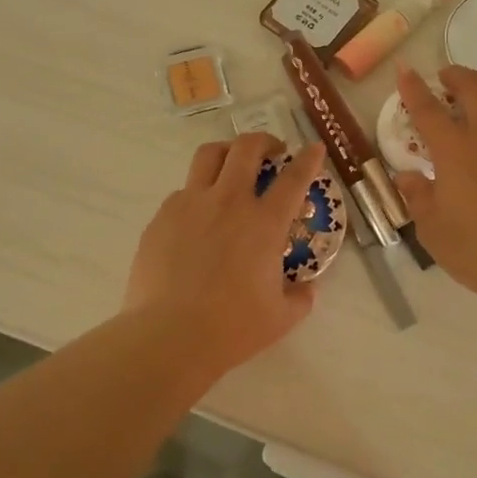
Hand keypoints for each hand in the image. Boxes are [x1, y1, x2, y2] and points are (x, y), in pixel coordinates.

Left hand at [123, 134, 328, 374]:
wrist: (169, 336)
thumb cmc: (232, 328)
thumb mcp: (280, 317)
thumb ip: (300, 298)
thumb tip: (307, 288)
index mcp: (264, 223)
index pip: (294, 178)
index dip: (308, 159)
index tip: (314, 148)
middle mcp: (229, 202)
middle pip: (246, 148)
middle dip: (264, 141)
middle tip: (271, 152)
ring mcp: (191, 204)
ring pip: (209, 155)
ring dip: (227, 153)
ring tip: (231, 166)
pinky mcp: (162, 217)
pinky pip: (182, 192)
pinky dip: (197, 194)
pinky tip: (198, 218)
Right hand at [395, 63, 476, 305]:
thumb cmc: (476, 250)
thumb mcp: (432, 229)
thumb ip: (418, 196)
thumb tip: (408, 176)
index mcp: (454, 151)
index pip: (427, 108)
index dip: (413, 87)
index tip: (405, 70)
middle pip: (474, 85)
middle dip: (456, 75)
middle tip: (448, 81)